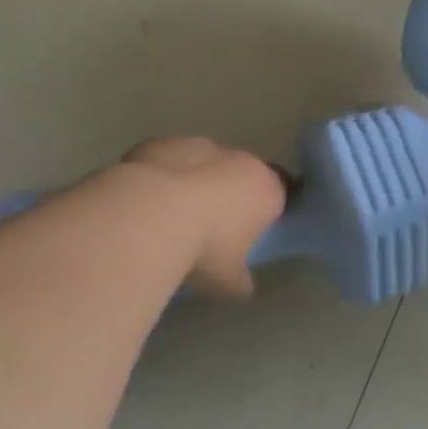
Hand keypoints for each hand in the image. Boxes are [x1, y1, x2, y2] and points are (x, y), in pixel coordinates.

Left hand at [118, 137, 287, 296]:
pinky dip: (162, 175)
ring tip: (172, 214)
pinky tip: (145, 202)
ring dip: (195, 180)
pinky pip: (168, 159)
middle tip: (212, 224)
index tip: (253, 229)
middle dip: (231, 192)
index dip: (268, 209)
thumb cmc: (205, 247)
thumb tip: (242, 285)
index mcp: (267, 189)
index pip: (282, 193)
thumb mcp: (229, 278)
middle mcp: (239, 160)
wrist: (150, 214)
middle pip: (243, 173)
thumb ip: (241, 278)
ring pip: (204, 162)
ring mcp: (199, 146)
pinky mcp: (162, 143)